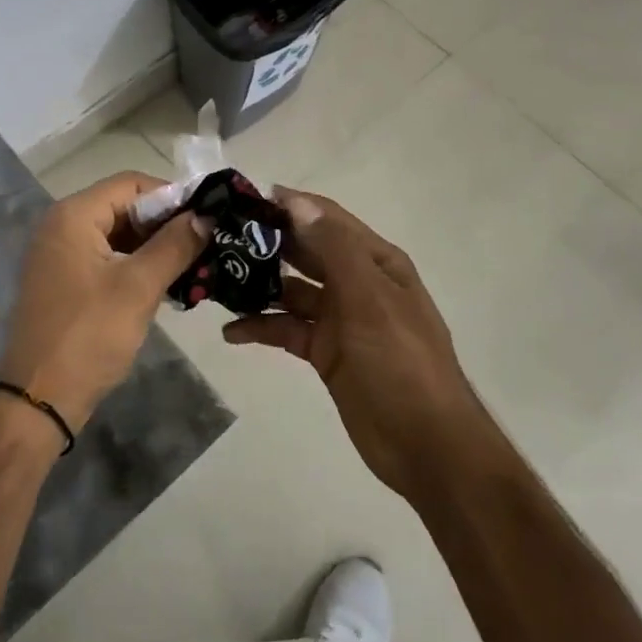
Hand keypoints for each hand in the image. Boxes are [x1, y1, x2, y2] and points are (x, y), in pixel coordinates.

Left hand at [0, 173, 208, 435]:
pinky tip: (168, 282)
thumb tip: (206, 215)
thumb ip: (175, 244)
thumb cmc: (88, 336)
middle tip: (206, 243)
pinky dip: (136, 264)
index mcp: (73, 215)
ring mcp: (60, 254)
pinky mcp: (64, 281)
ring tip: (195, 264)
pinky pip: (107, 257)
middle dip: (166, 223)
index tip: (208, 217)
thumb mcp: (138, 287)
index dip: (173, 195)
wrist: (38, 400)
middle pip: (124, 206)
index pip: (131, 183)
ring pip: (118, 234)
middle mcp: (62, 225)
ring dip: (155, 246)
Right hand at [224, 189, 486, 498]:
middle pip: (306, 251)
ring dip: (259, 285)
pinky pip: (288, 329)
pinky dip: (262, 327)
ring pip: (292, 290)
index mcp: (375, 261)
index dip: (290, 205)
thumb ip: (333, 248)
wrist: (425, 444)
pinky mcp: (325, 351)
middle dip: (267, 242)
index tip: (243, 197)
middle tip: (218, 236)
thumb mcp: (369, 298)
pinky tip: (231, 332)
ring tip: (216, 281)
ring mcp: (340, 318)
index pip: (327, 218)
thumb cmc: (400, 361)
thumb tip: (295, 202)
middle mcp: (356, 281)